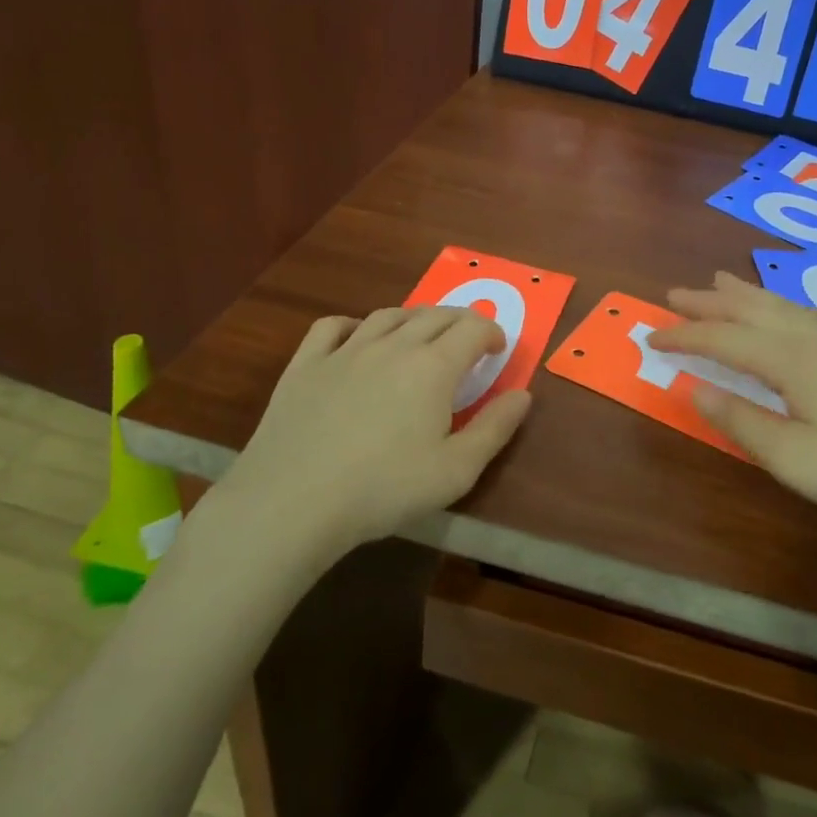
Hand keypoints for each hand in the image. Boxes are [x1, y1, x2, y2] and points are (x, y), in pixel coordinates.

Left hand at [214, 307, 531, 557]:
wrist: (293, 501)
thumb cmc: (384, 489)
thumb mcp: (457, 470)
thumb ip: (496, 428)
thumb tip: (522, 394)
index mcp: (433, 366)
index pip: (473, 329)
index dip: (493, 333)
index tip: (498, 350)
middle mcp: (393, 345)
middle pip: (435, 315)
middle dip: (460, 321)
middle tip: (468, 341)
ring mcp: (345, 350)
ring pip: (389, 315)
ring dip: (414, 318)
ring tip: (422, 335)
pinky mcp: (306, 364)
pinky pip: (333, 326)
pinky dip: (355, 325)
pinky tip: (358, 338)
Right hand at [648, 272, 816, 549]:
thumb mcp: (791, 458)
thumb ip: (740, 421)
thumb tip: (694, 388)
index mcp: (789, 360)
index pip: (723, 340)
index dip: (684, 337)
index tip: (650, 337)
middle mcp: (811, 340)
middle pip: (750, 311)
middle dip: (709, 302)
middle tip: (674, 294)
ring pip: (782, 307)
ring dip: (745, 294)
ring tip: (721, 280)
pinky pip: (815, 316)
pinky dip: (791, 306)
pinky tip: (796, 311)